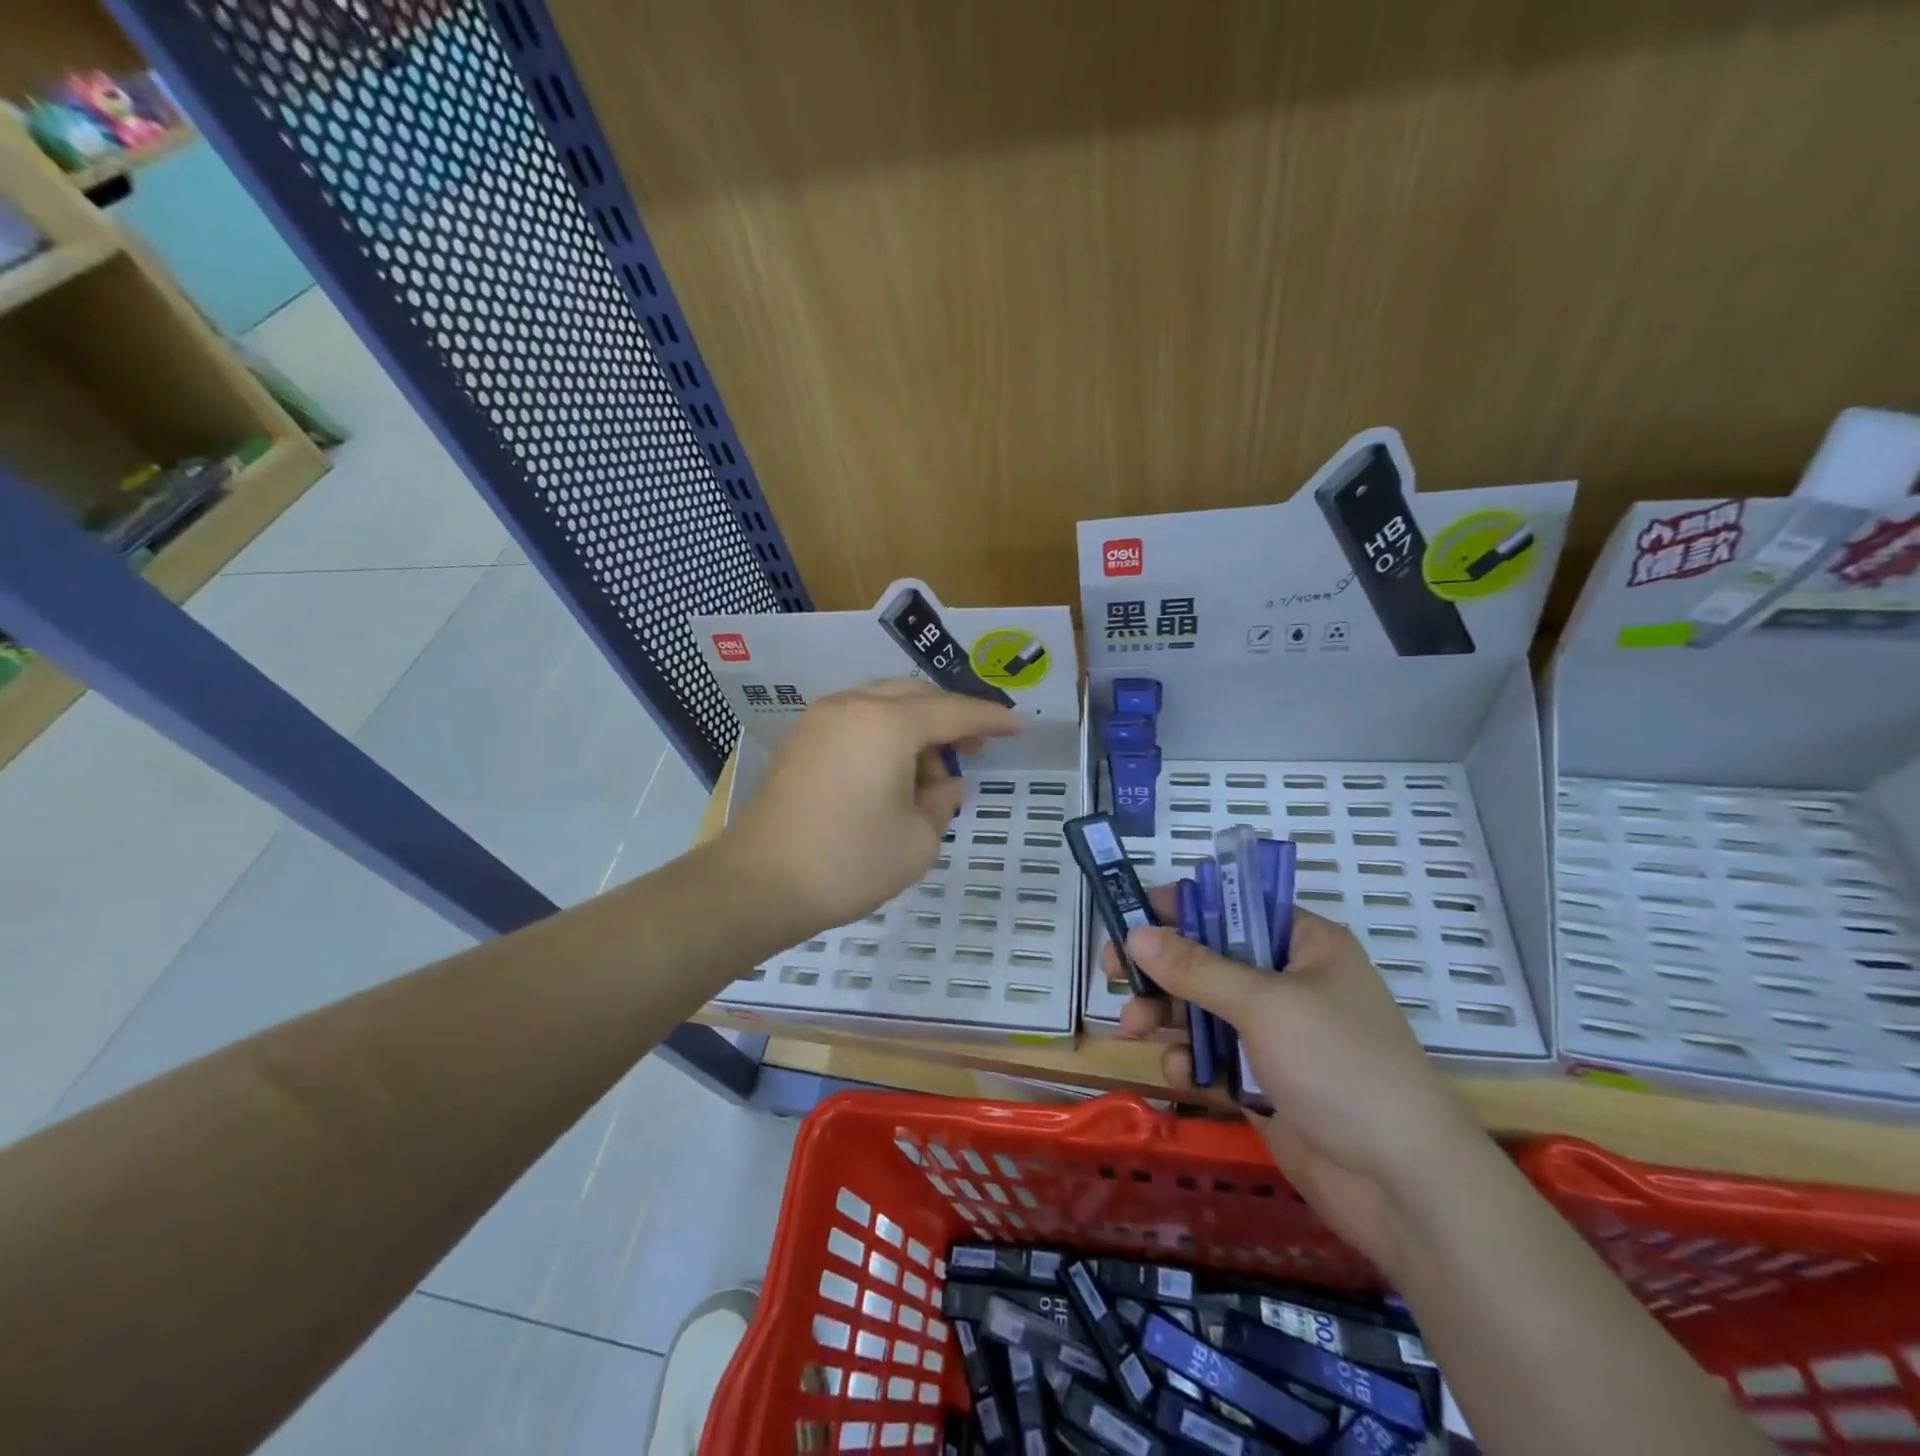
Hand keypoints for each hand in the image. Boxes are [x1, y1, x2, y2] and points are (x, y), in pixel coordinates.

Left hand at [717, 679, 1019, 939]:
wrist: (758, 884)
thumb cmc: (848, 862)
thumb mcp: (917, 840)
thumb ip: (942, 802)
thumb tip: (945, 784)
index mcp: (888, 723)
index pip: (954, 712)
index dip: (991, 720)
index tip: (1019, 726)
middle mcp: (854, 706)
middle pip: (917, 697)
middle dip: (951, 719)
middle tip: (974, 751)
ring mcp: (822, 719)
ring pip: (885, 705)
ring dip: (916, 729)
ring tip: (930, 777)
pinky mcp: (803, 740)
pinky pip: (858, 721)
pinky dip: (885, 737)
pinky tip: (894, 774)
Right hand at [1108, 893, 1483, 1273]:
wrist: (1401, 1184)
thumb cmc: (1340, 1066)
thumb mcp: (1264, 1004)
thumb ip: (1196, 968)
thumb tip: (1136, 934)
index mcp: (1304, 945)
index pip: (1234, 905)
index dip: (1183, 906)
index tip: (1133, 913)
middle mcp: (1288, 981)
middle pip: (1209, 958)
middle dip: (1161, 969)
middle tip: (1112, 971)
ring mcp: (1275, 1034)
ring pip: (1203, 1008)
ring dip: (1166, 1015)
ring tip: (1130, 1026)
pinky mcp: (1262, 1079)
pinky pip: (1212, 1054)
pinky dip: (1191, 1059)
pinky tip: (1181, 1073)